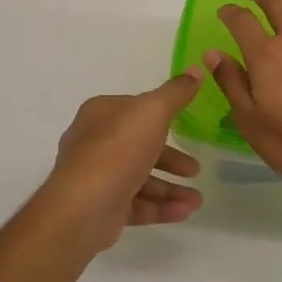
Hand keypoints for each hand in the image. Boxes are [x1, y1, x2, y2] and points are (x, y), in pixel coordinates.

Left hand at [38, 69, 205, 251]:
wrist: (83, 208)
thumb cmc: (118, 150)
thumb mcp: (153, 111)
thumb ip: (175, 93)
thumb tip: (195, 70)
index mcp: (101, 114)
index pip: (135, 109)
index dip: (161, 116)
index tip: (186, 125)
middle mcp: (95, 142)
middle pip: (139, 146)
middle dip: (171, 158)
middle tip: (194, 169)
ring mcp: (97, 177)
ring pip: (140, 178)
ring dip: (171, 188)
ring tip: (197, 199)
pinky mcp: (101, 207)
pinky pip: (137, 204)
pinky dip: (161, 207)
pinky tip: (186, 211)